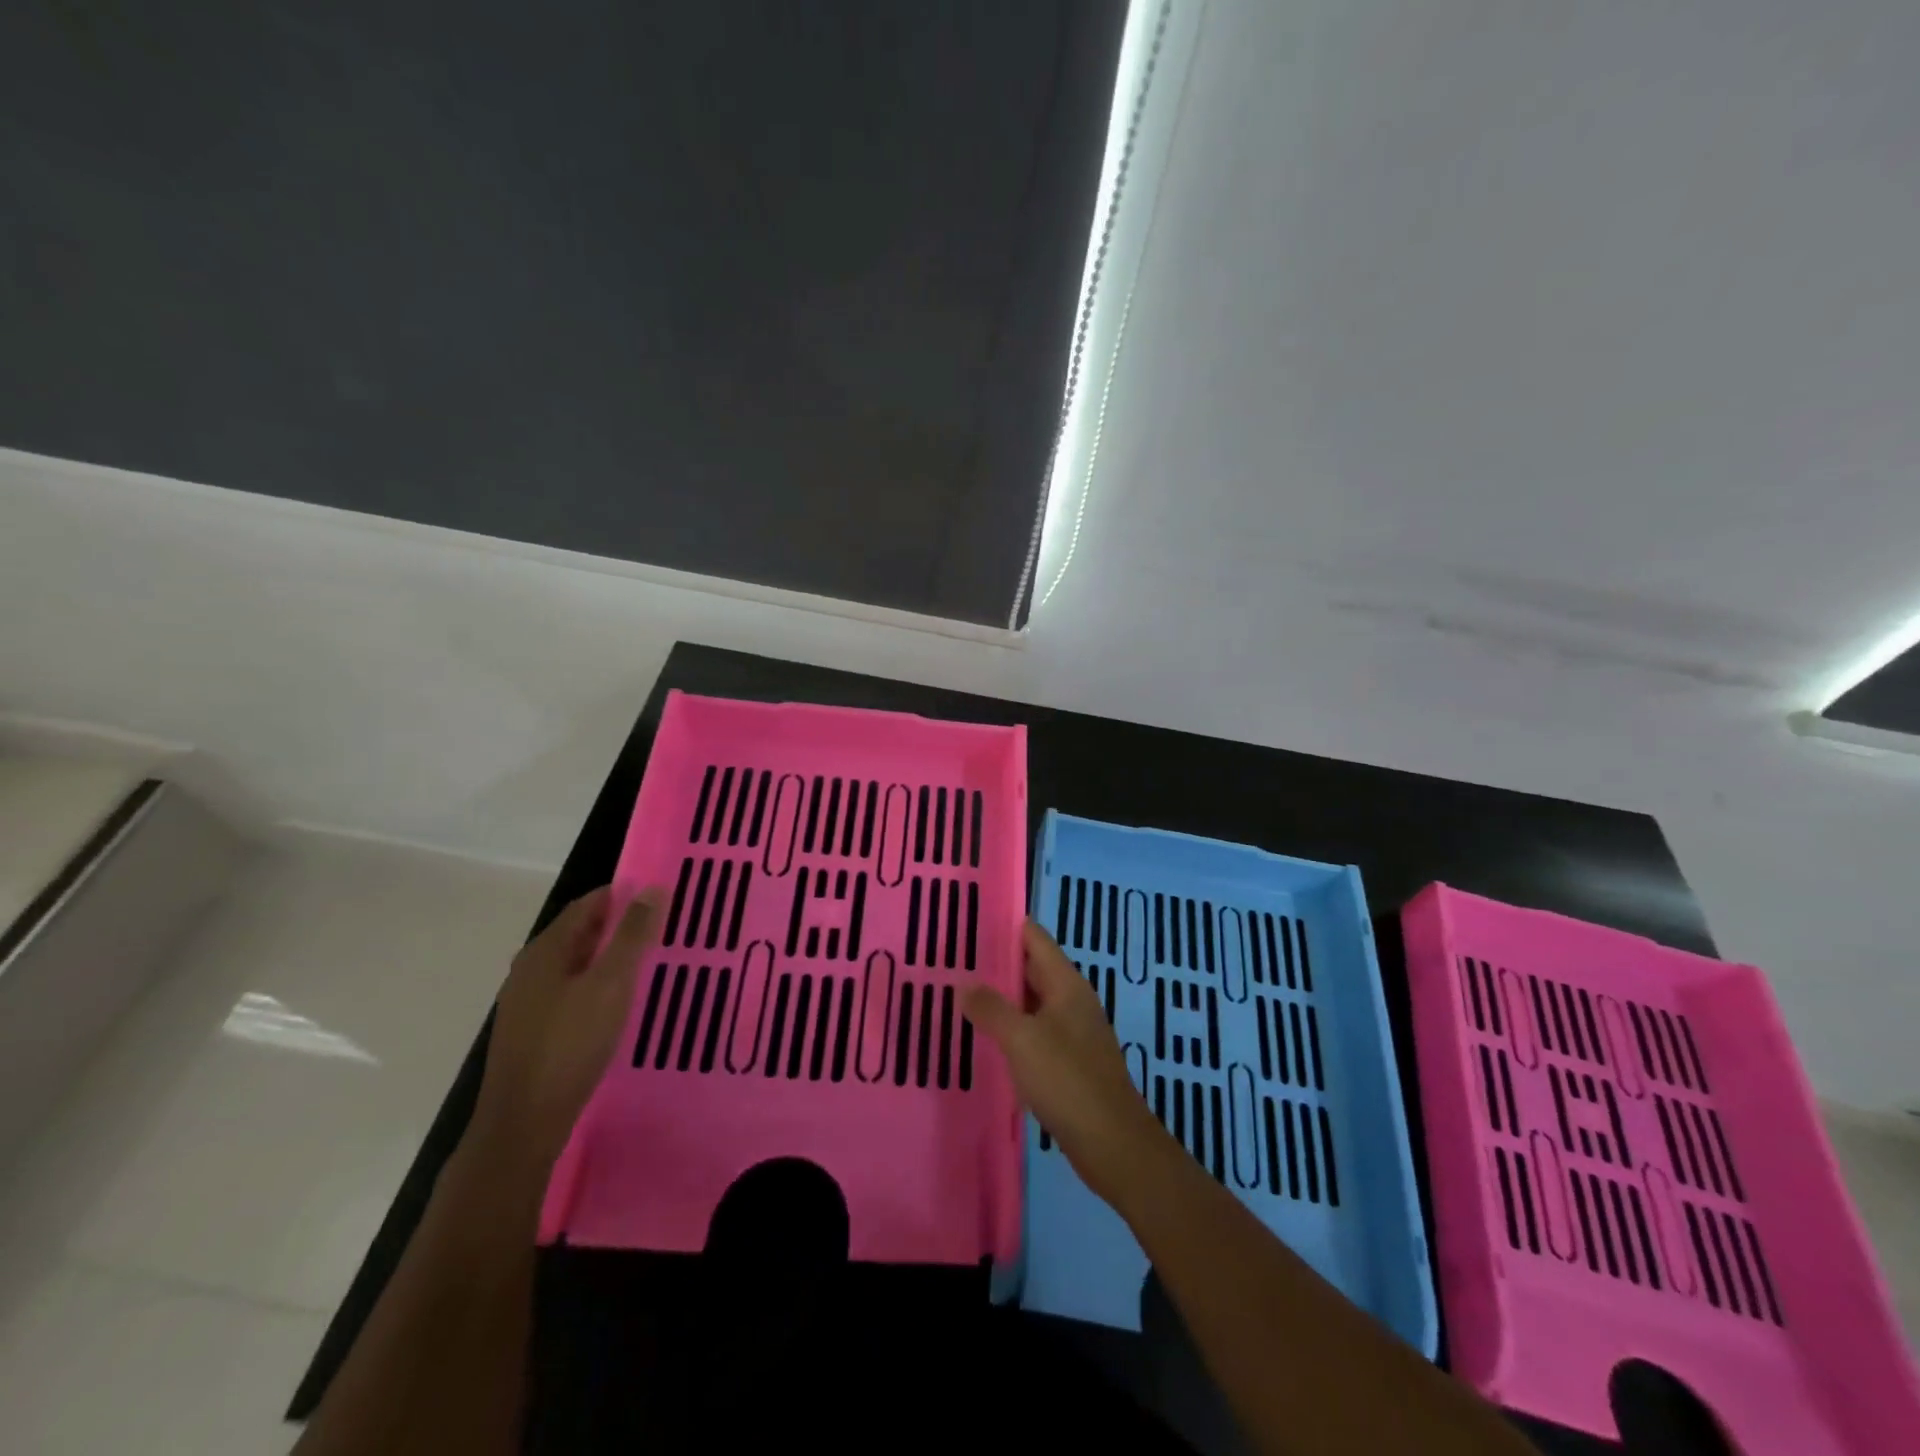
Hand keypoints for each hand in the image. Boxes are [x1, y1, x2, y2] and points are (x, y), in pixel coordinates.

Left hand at [472, 885, 663, 1168]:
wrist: (523, 1123)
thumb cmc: (570, 1045)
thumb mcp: (610, 984)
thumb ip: (632, 936)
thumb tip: (653, 889)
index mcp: (546, 950)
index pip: (588, 904)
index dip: (624, 895)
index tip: (662, 896)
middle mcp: (531, 969)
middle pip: (581, 933)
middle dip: (621, 926)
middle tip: (664, 928)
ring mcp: (529, 1002)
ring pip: (578, 965)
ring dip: (612, 958)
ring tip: (651, 962)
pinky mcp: (534, 1031)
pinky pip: (573, 991)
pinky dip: (600, 985)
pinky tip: (622, 1002)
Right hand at [961, 920, 1169, 1205]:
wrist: (1113, 1143)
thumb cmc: (1068, 1080)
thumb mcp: (1022, 1040)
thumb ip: (991, 1008)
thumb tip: (965, 984)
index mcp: (1066, 984)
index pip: (1035, 938)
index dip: (1005, 926)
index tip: (969, 920)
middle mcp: (1072, 1001)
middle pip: (1033, 969)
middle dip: (997, 963)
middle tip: (954, 959)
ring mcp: (1073, 1032)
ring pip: (1032, 1003)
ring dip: (1002, 998)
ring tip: (961, 994)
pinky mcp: (1069, 1063)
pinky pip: (1035, 1032)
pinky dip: (1012, 1029)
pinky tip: (986, 1038)